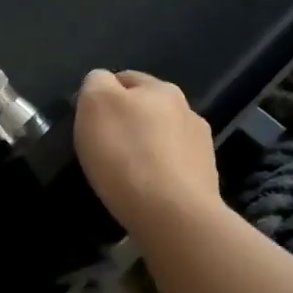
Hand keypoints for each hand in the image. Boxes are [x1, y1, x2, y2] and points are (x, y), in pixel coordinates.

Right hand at [74, 70, 221, 231]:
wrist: (171, 214)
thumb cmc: (125, 154)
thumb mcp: (94, 104)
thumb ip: (96, 83)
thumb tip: (102, 83)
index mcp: (160, 88)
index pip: (123, 79)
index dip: (101, 97)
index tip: (88, 122)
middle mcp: (187, 110)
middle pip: (146, 109)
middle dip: (126, 121)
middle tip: (102, 147)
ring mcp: (200, 146)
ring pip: (161, 138)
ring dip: (144, 147)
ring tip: (124, 173)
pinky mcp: (204, 179)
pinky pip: (172, 167)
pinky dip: (157, 173)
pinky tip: (144, 189)